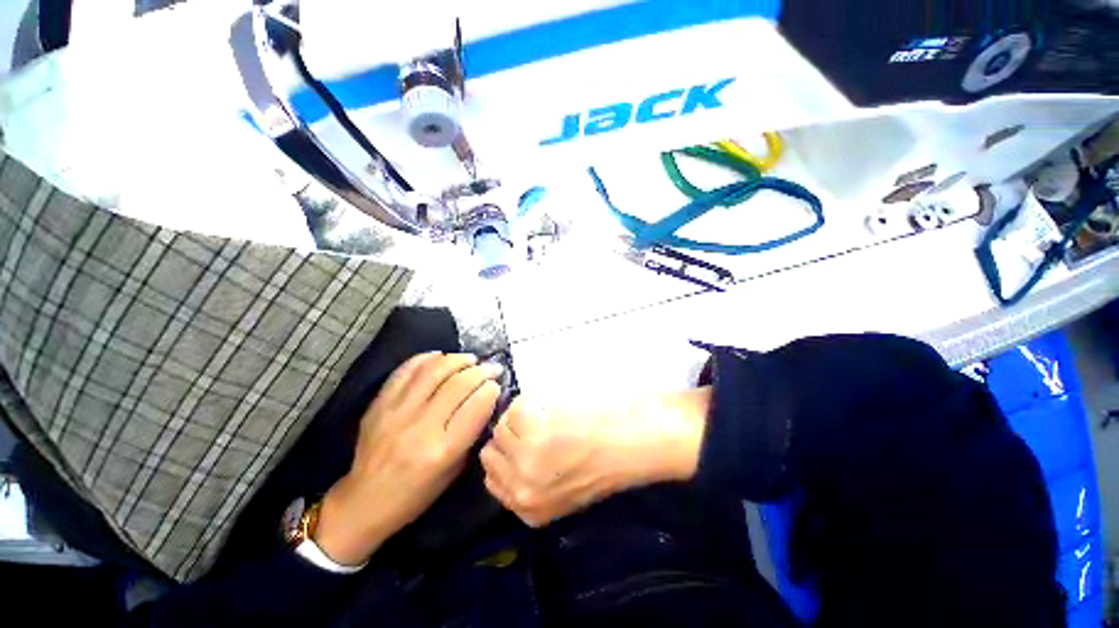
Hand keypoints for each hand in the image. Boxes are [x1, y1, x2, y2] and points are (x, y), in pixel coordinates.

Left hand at [315, 353, 503, 564]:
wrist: (364, 501)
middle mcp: (421, 427)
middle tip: (492, 368)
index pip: (477, 405)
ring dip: (458, 359)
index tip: (497, 385)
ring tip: (470, 360)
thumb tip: (486, 399)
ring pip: (434, 370)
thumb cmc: (416, 494)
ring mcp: (396, 412)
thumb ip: (471, 432)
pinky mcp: (379, 404)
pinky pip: (406, 370)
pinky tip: (441, 358)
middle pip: (459, 383)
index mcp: (443, 450)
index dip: (492, 389)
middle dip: (482, 371)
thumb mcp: (454, 470)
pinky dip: (427, 358)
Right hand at [480, 388, 710, 526]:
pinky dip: (530, 403)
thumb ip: (534, 483)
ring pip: (501, 427)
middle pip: (491, 452)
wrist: (632, 443)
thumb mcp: (564, 489)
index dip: (505, 457)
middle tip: (535, 427)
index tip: (519, 443)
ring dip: (522, 418)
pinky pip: (514, 408)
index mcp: (530, 511)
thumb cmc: (605, 460)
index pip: (492, 480)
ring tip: (549, 417)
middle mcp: (521, 490)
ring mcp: (524, 459)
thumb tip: (513, 457)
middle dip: (510, 438)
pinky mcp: (531, 429)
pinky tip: (554, 408)